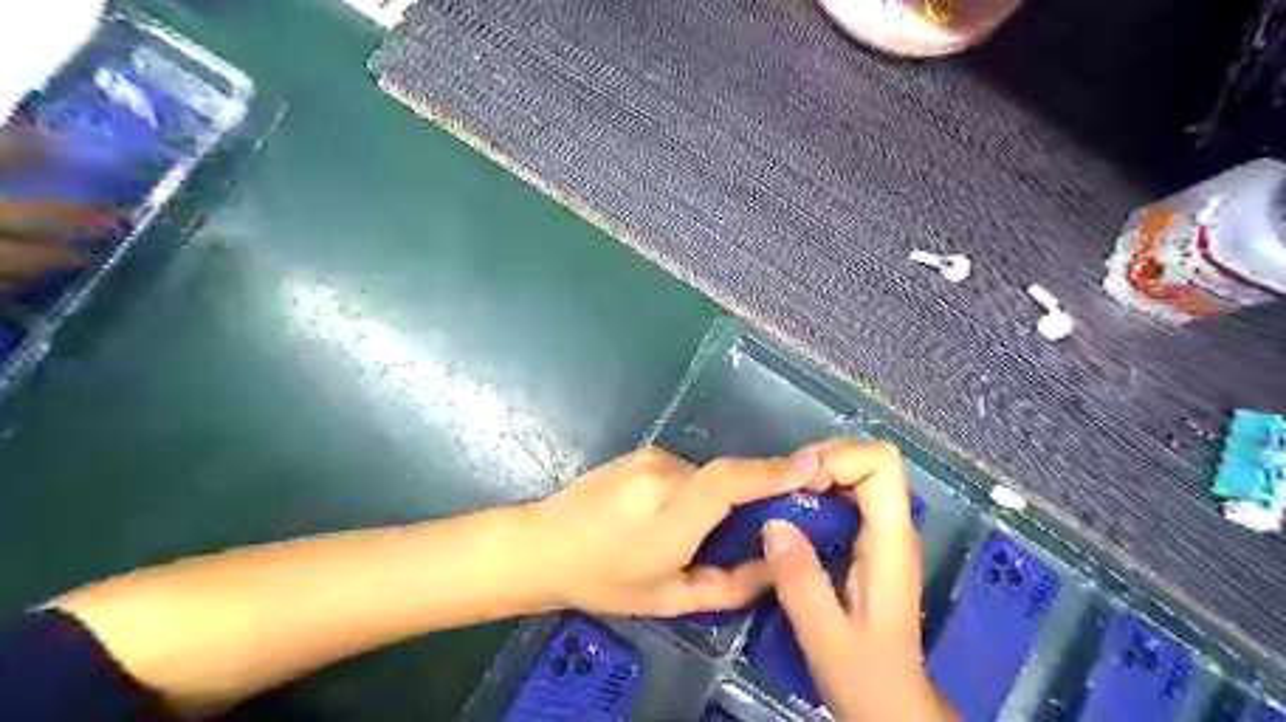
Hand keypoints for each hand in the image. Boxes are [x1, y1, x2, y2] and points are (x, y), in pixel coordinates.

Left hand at [527, 447, 817, 618]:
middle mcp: (663, 474)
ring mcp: (650, 458)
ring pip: (705, 474)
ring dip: (714, 498)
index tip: (814, 464)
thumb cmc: (605, 580)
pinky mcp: (641, 452)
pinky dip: (693, 490)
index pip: (730, 481)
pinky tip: (669, 516)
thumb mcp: (670, 598)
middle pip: (725, 476)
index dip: (773, 470)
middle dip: (751, 494)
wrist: (543, 545)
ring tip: (696, 531)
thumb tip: (775, 566)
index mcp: (670, 514)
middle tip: (761, 524)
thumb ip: (729, 585)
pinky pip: (684, 469)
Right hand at [762, 438, 951, 721]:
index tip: (799, 484)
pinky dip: (816, 494)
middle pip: (867, 460)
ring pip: (855, 474)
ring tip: (779, 498)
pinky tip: (790, 517)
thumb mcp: (825, 636)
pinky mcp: (868, 543)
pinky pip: (845, 496)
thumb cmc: (866, 676)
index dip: (838, 459)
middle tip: (781, 488)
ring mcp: (882, 534)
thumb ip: (800, 582)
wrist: (892, 705)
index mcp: (891, 541)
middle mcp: (893, 528)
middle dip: (821, 461)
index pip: (881, 463)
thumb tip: (773, 523)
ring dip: (815, 475)